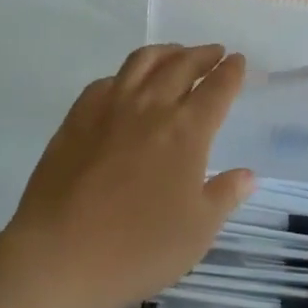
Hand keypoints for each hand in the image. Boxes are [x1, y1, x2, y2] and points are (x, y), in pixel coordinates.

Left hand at [4, 44, 253, 307]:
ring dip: (166, 52)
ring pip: (142, 62)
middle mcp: (149, 108)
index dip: (230, 72)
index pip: (216, 89)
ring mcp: (108, 108)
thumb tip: (247, 175)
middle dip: (202, 55)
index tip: (238, 61)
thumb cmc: (139, 248)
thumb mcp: (197, 231)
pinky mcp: (76, 118)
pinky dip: (126, 75)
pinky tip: (126, 85)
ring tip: (176, 55)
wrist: (60, 255)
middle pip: (181, 65)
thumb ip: (224, 196)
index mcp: (186, 131)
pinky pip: (106, 81)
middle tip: (214, 53)